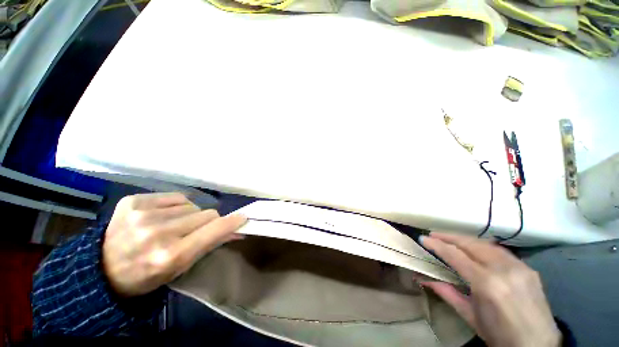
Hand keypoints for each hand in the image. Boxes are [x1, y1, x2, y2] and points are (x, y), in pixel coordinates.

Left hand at [102, 192, 245, 296]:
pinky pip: (175, 197)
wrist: (101, 270)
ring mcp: (143, 214)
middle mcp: (158, 232)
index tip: (242, 217)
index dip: (232, 222)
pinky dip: (176, 206)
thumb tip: (238, 229)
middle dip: (207, 222)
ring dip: (190, 215)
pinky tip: (162, 216)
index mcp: (170, 255)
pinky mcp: (133, 201)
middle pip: (207, 213)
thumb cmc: (146, 274)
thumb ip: (211, 244)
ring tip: (174, 226)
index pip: (215, 229)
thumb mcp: (181, 267)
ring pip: (192, 205)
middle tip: (194, 232)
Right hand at [420, 232, 560, 346]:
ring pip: (486, 243)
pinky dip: (483, 247)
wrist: (538, 346)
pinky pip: (500, 251)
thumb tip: (422, 278)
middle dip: (449, 236)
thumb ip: (446, 292)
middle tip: (434, 235)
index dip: (437, 245)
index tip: (423, 238)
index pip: (455, 255)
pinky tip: (476, 250)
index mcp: (487, 284)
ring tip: (451, 239)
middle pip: (471, 243)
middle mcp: (504, 270)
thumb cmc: (499, 335)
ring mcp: (519, 267)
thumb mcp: (470, 316)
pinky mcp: (528, 268)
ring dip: (465, 239)